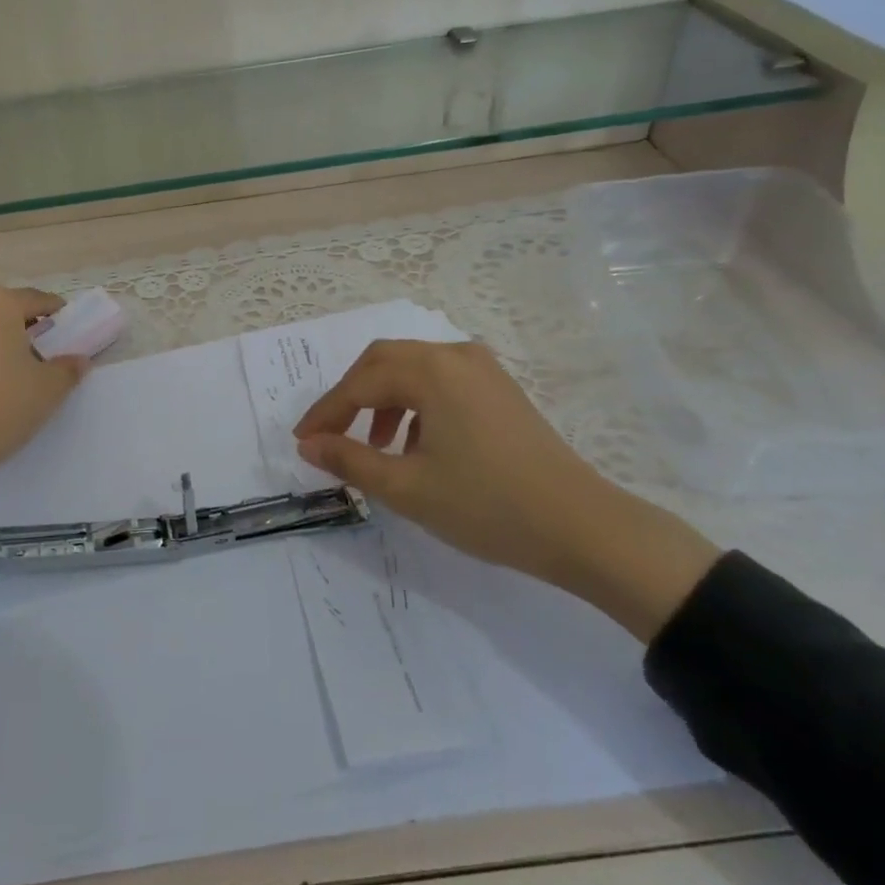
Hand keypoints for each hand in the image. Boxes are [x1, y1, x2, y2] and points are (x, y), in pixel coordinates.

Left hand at [0, 274, 90, 480]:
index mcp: (1, 304)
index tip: (65, 323)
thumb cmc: (3, 406)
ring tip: (5, 349)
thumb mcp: (49, 389)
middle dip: (10, 303)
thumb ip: (68, 369)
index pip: (36, 298)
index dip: (55, 310)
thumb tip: (79, 360)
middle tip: (28, 331)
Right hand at [293, 340, 719, 641]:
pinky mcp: (500, 389)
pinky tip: (416, 444)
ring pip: (412, 370)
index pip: (359, 384)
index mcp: (431, 372)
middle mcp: (455, 356)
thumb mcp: (406, 489)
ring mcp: (483, 369)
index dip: (325, 413)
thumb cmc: (487, 506)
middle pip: (383, 362)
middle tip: (330, 435)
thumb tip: (308, 445)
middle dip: (350, 397)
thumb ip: (349, 461)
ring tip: (375, 447)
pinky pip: (441, 381)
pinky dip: (414, 404)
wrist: (583, 528)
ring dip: (382, 400)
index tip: (302, 442)